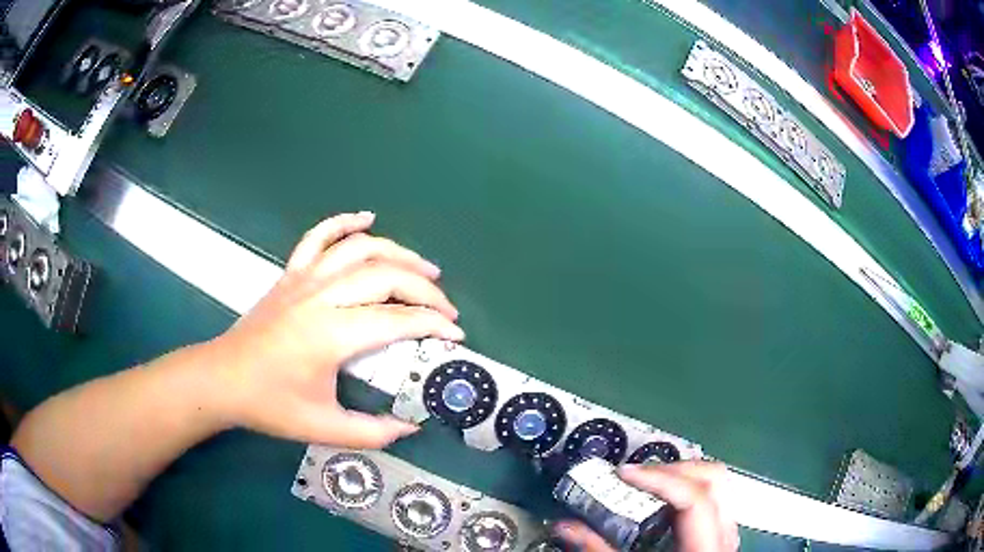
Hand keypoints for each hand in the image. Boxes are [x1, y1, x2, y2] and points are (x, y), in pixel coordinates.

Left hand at [209, 212, 463, 447]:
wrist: (223, 379)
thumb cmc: (271, 404)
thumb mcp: (324, 428)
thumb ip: (372, 432)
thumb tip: (411, 427)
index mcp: (331, 334)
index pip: (396, 320)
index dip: (433, 324)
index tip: (456, 335)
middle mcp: (321, 297)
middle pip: (385, 276)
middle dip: (425, 289)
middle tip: (446, 307)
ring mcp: (304, 279)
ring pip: (359, 249)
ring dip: (398, 253)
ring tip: (424, 267)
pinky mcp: (290, 273)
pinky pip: (318, 236)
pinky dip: (343, 222)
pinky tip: (366, 218)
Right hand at [554, 461, 738, 551]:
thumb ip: (599, 550)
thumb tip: (567, 526)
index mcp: (706, 546)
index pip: (694, 497)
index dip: (659, 478)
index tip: (625, 473)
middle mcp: (723, 533)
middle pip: (712, 477)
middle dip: (670, 468)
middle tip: (635, 474)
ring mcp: (725, 530)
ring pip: (715, 481)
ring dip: (679, 475)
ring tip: (646, 482)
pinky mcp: (719, 532)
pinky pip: (711, 495)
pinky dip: (684, 488)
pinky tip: (661, 501)